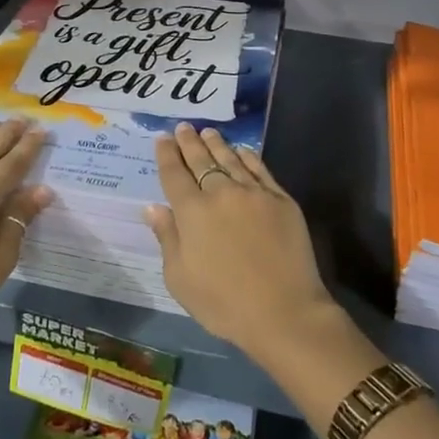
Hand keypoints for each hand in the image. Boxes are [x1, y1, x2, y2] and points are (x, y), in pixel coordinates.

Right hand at [144, 123, 335, 362]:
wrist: (284, 312)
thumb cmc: (223, 303)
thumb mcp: (180, 279)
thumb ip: (167, 238)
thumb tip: (154, 207)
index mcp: (192, 212)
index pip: (174, 174)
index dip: (166, 154)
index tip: (163, 138)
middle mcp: (221, 193)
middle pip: (201, 160)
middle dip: (189, 142)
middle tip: (183, 127)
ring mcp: (254, 193)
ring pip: (230, 159)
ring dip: (216, 144)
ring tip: (208, 132)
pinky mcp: (281, 199)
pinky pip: (259, 169)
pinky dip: (247, 156)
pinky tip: (241, 150)